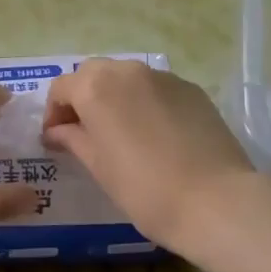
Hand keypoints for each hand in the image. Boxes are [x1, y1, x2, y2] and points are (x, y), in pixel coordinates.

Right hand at [42, 59, 258, 257]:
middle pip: (93, 74)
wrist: (216, 201)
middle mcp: (127, 71)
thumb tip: (58, 131)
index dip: (54, 112)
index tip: (56, 139)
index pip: (61, 87)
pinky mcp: (191, 89)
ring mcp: (163, 77)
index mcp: (96, 88)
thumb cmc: (144, 189)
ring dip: (115, 97)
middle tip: (85, 131)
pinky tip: (155, 134)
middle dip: (83, 97)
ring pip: (127, 77)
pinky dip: (145, 102)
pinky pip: (156, 88)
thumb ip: (73, 139)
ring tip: (121, 132)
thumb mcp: (98, 167)